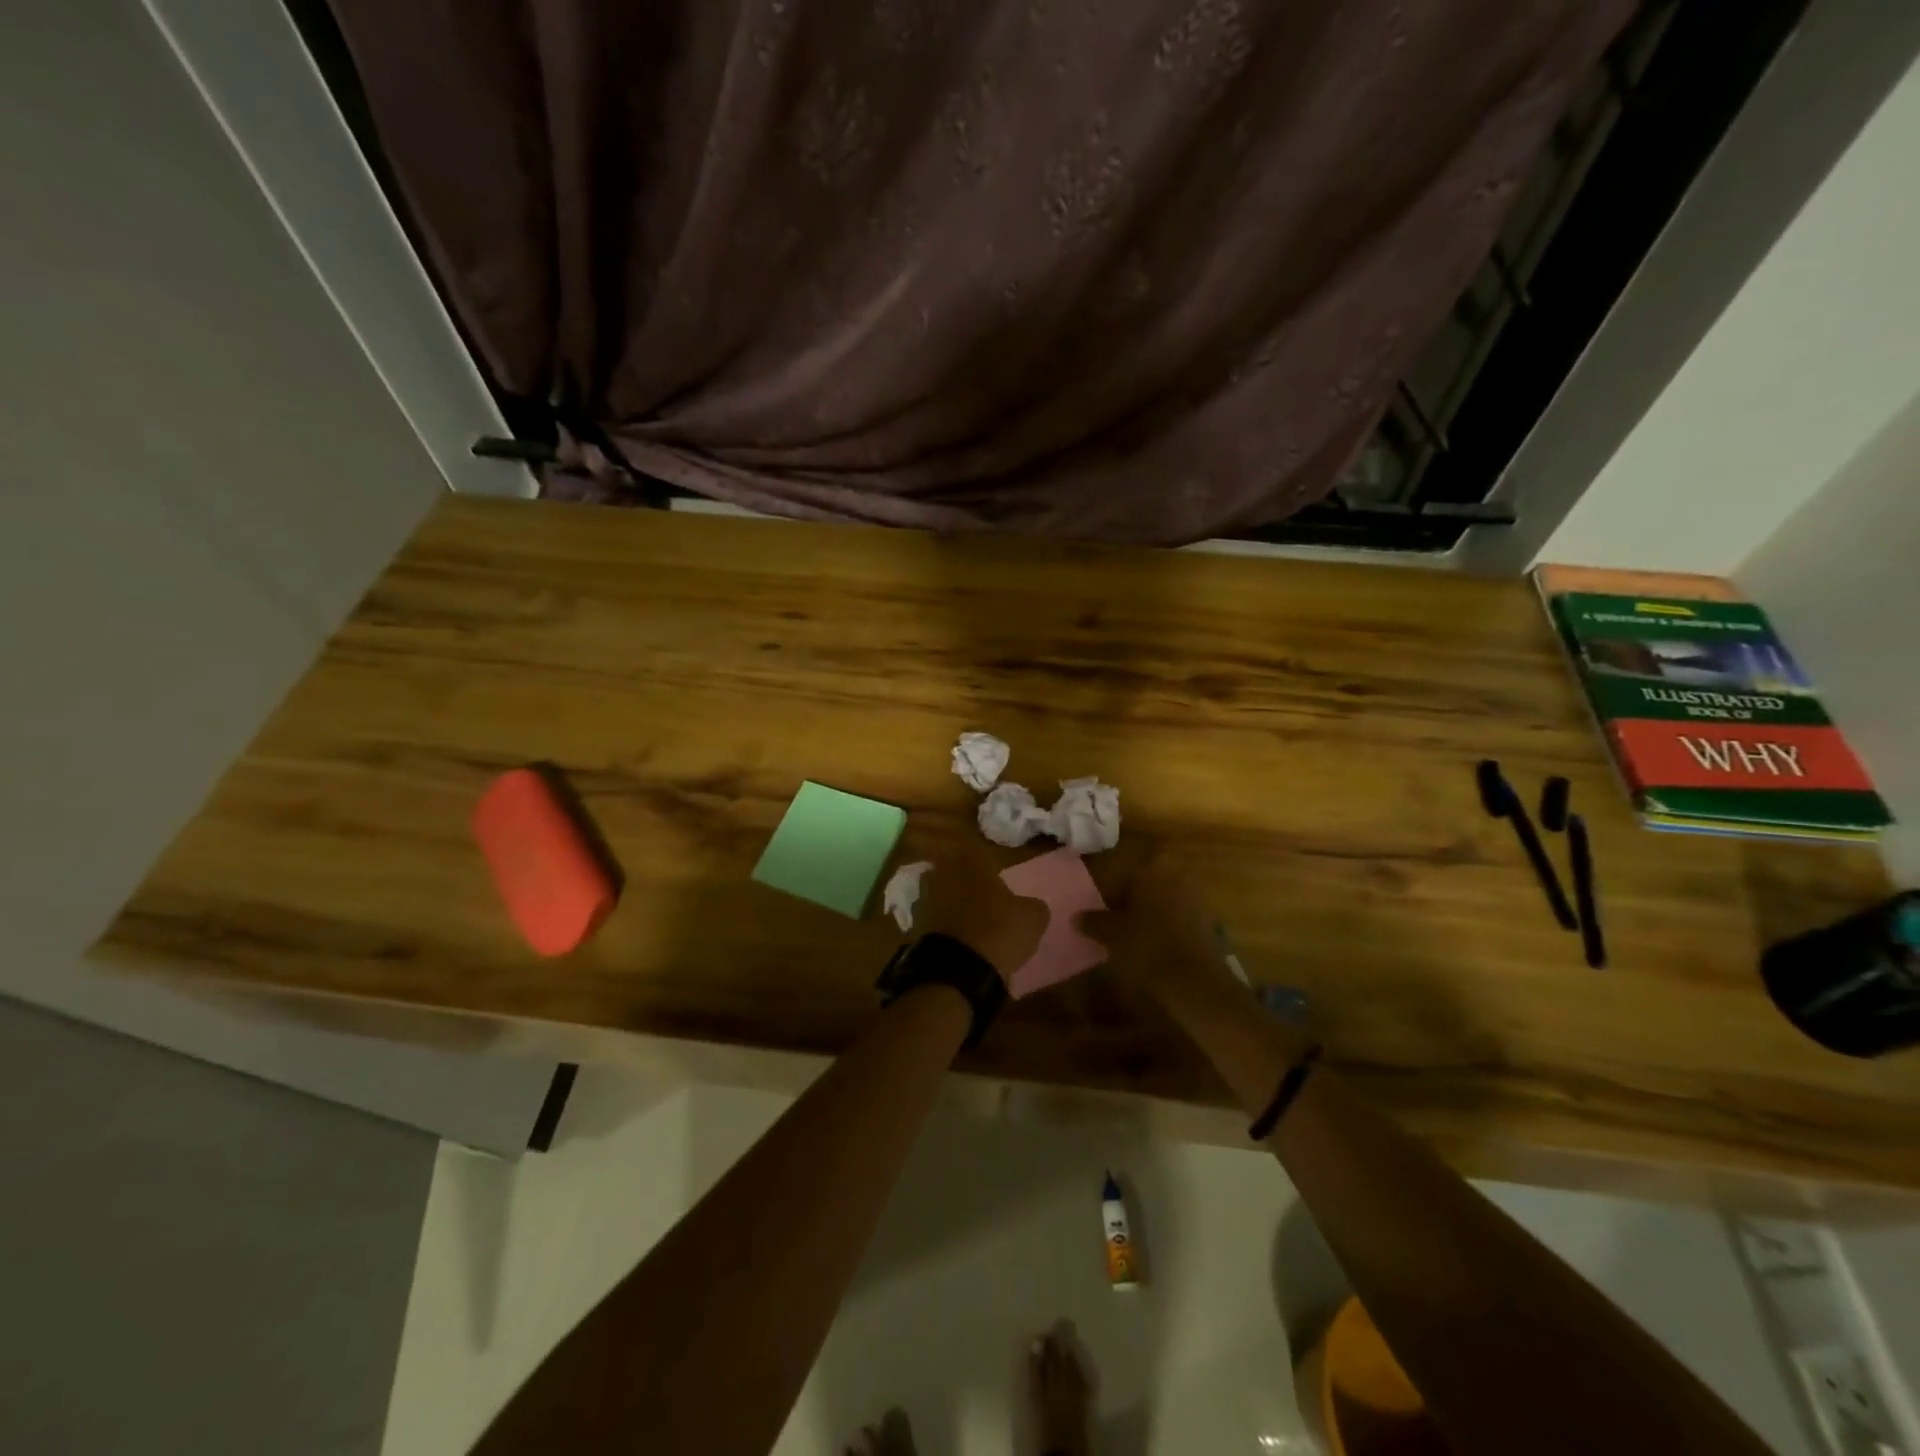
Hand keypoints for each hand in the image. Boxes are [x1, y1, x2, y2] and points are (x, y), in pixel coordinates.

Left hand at [909, 839, 1048, 981]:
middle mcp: (942, 872)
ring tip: (970, 925)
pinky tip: (957, 942)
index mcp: (970, 861)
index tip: (999, 885)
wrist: (957, 970)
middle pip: (956, 874)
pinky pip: (932, 921)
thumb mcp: (1032, 918)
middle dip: (967, 886)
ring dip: (952, 906)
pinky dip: (942, 927)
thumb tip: (1028, 906)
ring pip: (941, 896)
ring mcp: (923, 898)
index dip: (990, 869)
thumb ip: (1031, 905)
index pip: (980, 855)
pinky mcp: (913, 925)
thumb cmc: (998, 932)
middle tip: (984, 903)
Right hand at [1086, 841, 1229, 989]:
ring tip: (1119, 929)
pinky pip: (1169, 912)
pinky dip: (1155, 921)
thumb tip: (1077, 917)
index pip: (1118, 865)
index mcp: (1151, 866)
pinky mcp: (1201, 918)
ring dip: (1138, 908)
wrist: (1197, 982)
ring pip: (1154, 896)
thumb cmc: (1149, 946)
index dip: (1100, 882)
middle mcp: (1173, 873)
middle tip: (1101, 913)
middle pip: (1138, 879)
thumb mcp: (1112, 933)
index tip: (1088, 899)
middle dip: (1120, 895)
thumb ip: (1093, 921)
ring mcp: (1191, 894)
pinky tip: (1142, 940)